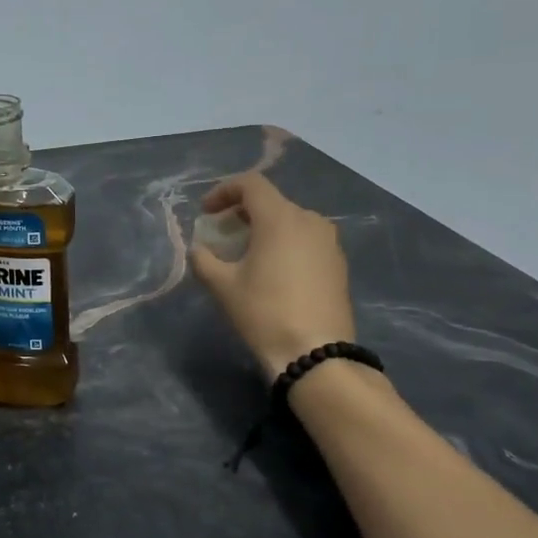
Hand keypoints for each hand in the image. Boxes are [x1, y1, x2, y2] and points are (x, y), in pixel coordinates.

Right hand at [190, 173, 357, 375]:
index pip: (251, 184)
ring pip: (290, 221)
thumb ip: (204, 259)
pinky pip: (306, 240)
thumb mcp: (222, 286)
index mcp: (280, 218)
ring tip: (246, 253)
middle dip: (241, 212)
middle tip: (221, 234)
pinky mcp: (338, 263)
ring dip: (264, 228)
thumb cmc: (264, 313)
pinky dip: (285, 243)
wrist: (315, 353)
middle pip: (271, 202)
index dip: (223, 191)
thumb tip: (199, 249)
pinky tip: (273, 270)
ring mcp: (329, 242)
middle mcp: (309, 220)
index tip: (206, 212)